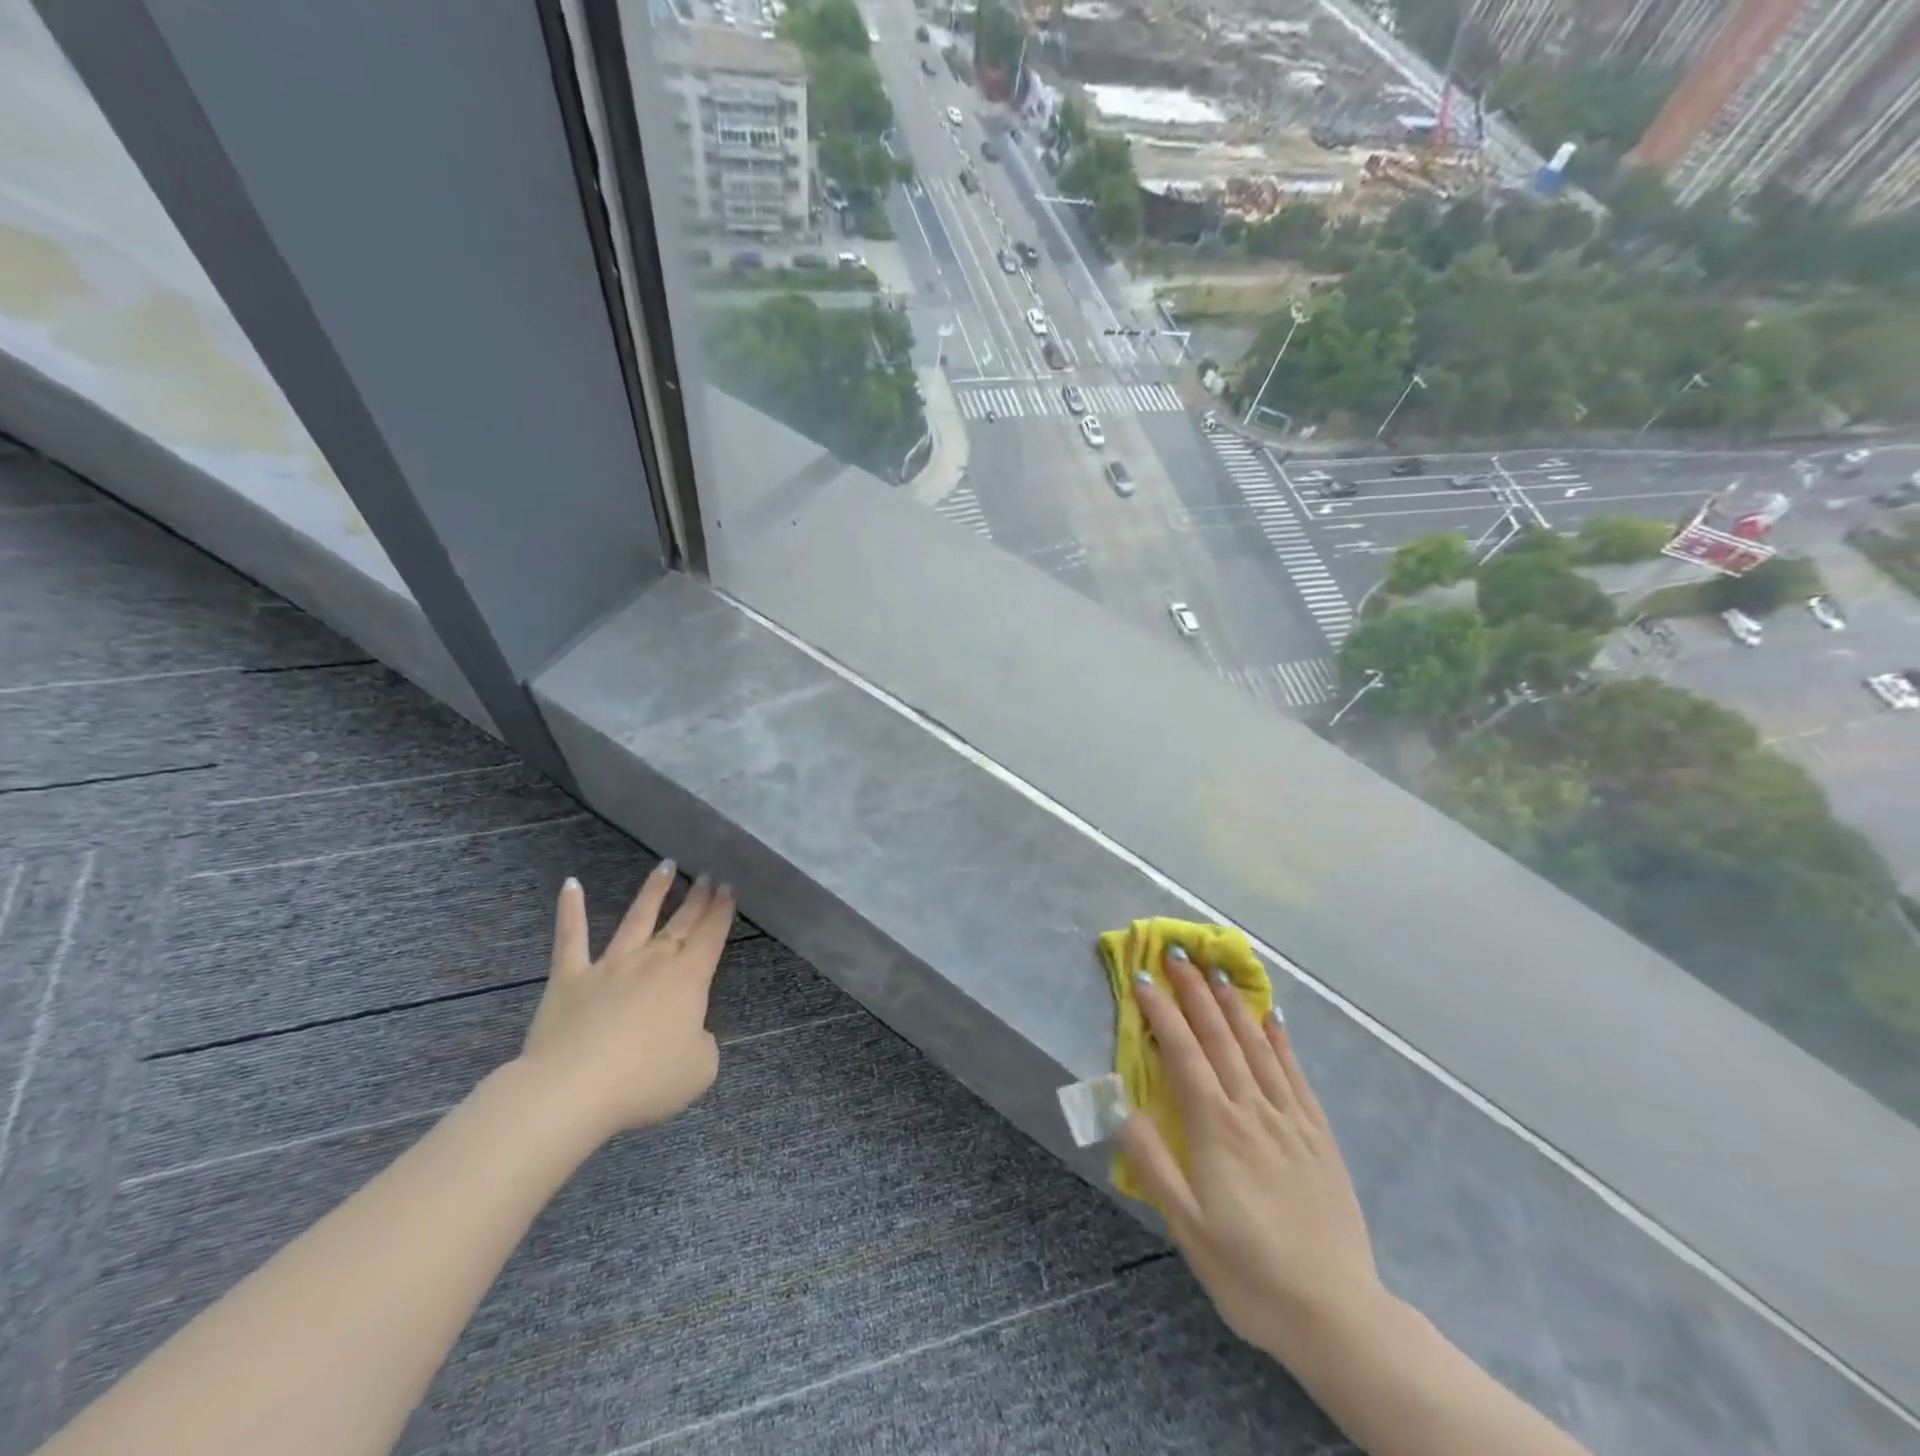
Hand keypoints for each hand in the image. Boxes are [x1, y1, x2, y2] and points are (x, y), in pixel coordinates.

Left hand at [515, 861, 735, 1140]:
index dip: (722, 911)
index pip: (711, 935)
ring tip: (666, 866)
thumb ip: (703, 1044)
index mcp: (689, 979)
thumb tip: (691, 1032)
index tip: (728, 887)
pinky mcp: (570, 979)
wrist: (573, 1089)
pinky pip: (570, 939)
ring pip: (636, 918)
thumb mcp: (700, 1069)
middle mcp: (653, 961)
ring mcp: (610, 966)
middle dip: (698, 898)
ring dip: (653, 891)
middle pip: (681, 922)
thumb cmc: (646, 1080)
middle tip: (708, 874)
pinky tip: (570, 884)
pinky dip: (569, 910)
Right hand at [1118, 944, 1384, 1365]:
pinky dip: (1280, 1039)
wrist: (1337, 1315)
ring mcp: (1290, 1118)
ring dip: (1233, 1004)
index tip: (1142, 978)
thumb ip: (1153, 1164)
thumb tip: (1122, 1109)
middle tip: (1177, 953)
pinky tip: (1272, 1016)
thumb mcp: (1187, 1228)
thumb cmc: (1250, 1273)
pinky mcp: (1318, 1134)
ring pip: (1257, 1046)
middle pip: (1219, 1037)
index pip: (1183, 1053)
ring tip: (1216, 971)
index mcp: (1217, 1128)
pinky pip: (1296, 1073)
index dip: (1161, 1012)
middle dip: (1195, 991)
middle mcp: (1253, 1110)